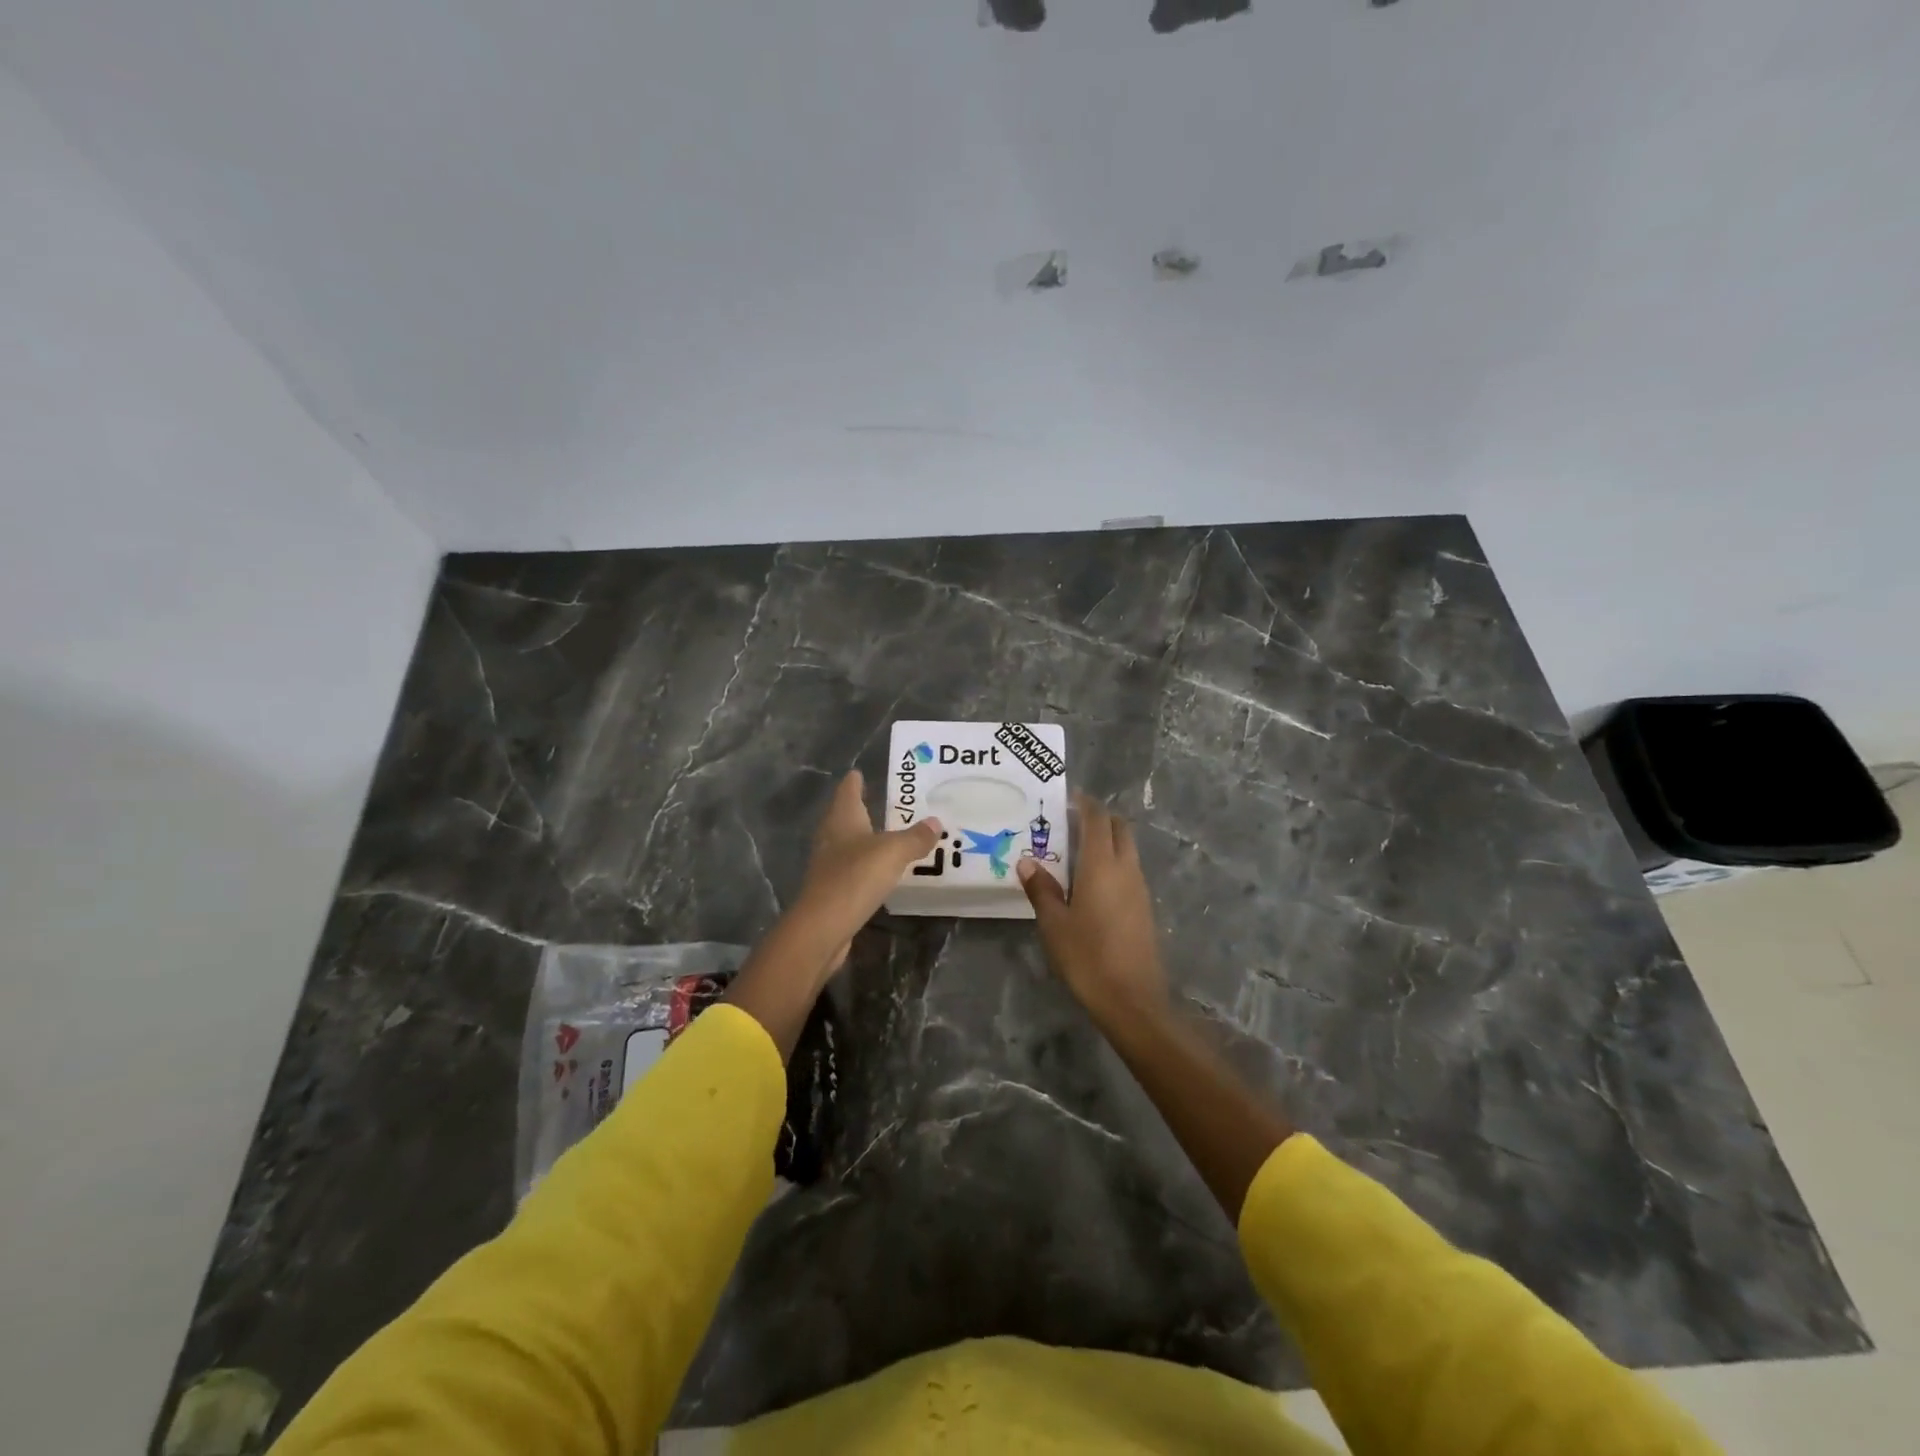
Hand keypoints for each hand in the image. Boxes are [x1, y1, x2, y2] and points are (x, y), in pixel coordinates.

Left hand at [784, 770, 940, 976]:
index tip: (860, 772)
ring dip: (863, 837)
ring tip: (885, 834)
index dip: (855, 781)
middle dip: (860, 807)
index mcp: (842, 819)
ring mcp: (828, 865)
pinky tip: (879, 870)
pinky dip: (865, 864)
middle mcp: (831, 837)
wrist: (822, 927)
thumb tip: (935, 822)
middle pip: (844, 816)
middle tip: (881, 800)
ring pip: (847, 842)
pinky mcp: (832, 890)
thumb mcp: (893, 852)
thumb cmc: (855, 877)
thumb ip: (915, 837)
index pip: (848, 791)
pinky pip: (852, 868)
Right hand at [1018, 793, 1168, 1020]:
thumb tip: (1027, 861)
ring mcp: (1139, 888)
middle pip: (1119, 828)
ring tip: (1074, 850)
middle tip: (1069, 822)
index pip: (1097, 819)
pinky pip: (1128, 869)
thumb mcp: (1054, 923)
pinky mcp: (1144, 907)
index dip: (1084, 804)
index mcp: (1102, 865)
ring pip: (1126, 849)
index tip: (1066, 798)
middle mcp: (1126, 869)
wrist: (1132, 1000)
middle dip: (1098, 818)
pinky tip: (1090, 881)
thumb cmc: (1087, 957)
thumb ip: (1041, 889)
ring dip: (1106, 840)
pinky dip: (1112, 861)